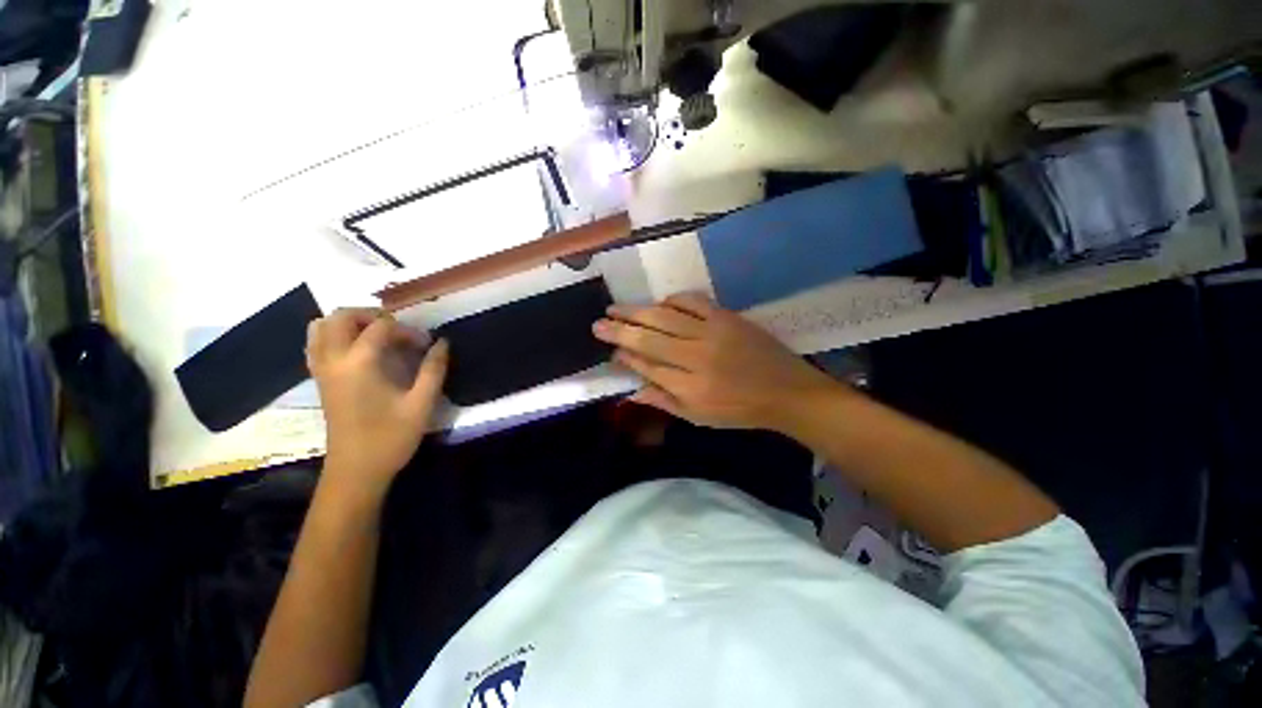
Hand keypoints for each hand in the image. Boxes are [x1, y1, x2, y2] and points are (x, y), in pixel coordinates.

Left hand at [306, 308, 448, 500]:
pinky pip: (317, 344)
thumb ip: (433, 369)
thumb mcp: (421, 403)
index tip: (426, 345)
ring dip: (349, 322)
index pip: (380, 327)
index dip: (407, 330)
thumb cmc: (390, 437)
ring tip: (376, 335)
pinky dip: (335, 336)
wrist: (355, 471)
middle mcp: (333, 361)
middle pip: (341, 317)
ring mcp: (321, 370)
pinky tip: (359, 350)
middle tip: (398, 329)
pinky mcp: (319, 381)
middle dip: (371, 315)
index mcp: (359, 364)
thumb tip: (442, 343)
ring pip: (321, 327)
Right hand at [592, 293, 839, 431]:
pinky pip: (693, 301)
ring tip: (615, 308)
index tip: (610, 350)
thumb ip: (663, 401)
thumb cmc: (739, 410)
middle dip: (619, 330)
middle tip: (598, 323)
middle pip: (649, 339)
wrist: (786, 391)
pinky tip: (660, 302)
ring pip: (665, 317)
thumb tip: (631, 390)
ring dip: (637, 311)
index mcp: (689, 387)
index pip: (647, 367)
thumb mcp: (698, 417)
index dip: (625, 357)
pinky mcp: (727, 317)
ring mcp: (712, 333)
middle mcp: (696, 357)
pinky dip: (673, 299)